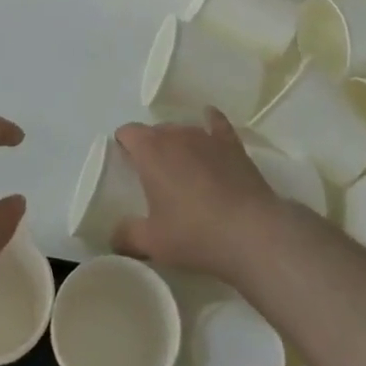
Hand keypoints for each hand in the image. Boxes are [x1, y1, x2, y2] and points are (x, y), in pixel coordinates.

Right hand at [112, 109, 285, 279]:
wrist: (251, 233)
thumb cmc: (194, 234)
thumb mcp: (152, 242)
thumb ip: (126, 236)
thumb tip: (114, 237)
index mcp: (150, 151)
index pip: (128, 132)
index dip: (124, 144)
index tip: (126, 164)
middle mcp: (176, 135)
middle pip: (156, 131)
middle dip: (151, 147)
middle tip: (154, 176)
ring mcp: (207, 137)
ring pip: (184, 129)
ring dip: (178, 142)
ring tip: (183, 167)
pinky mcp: (233, 145)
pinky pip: (217, 123)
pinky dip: (210, 122)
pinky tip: (210, 124)